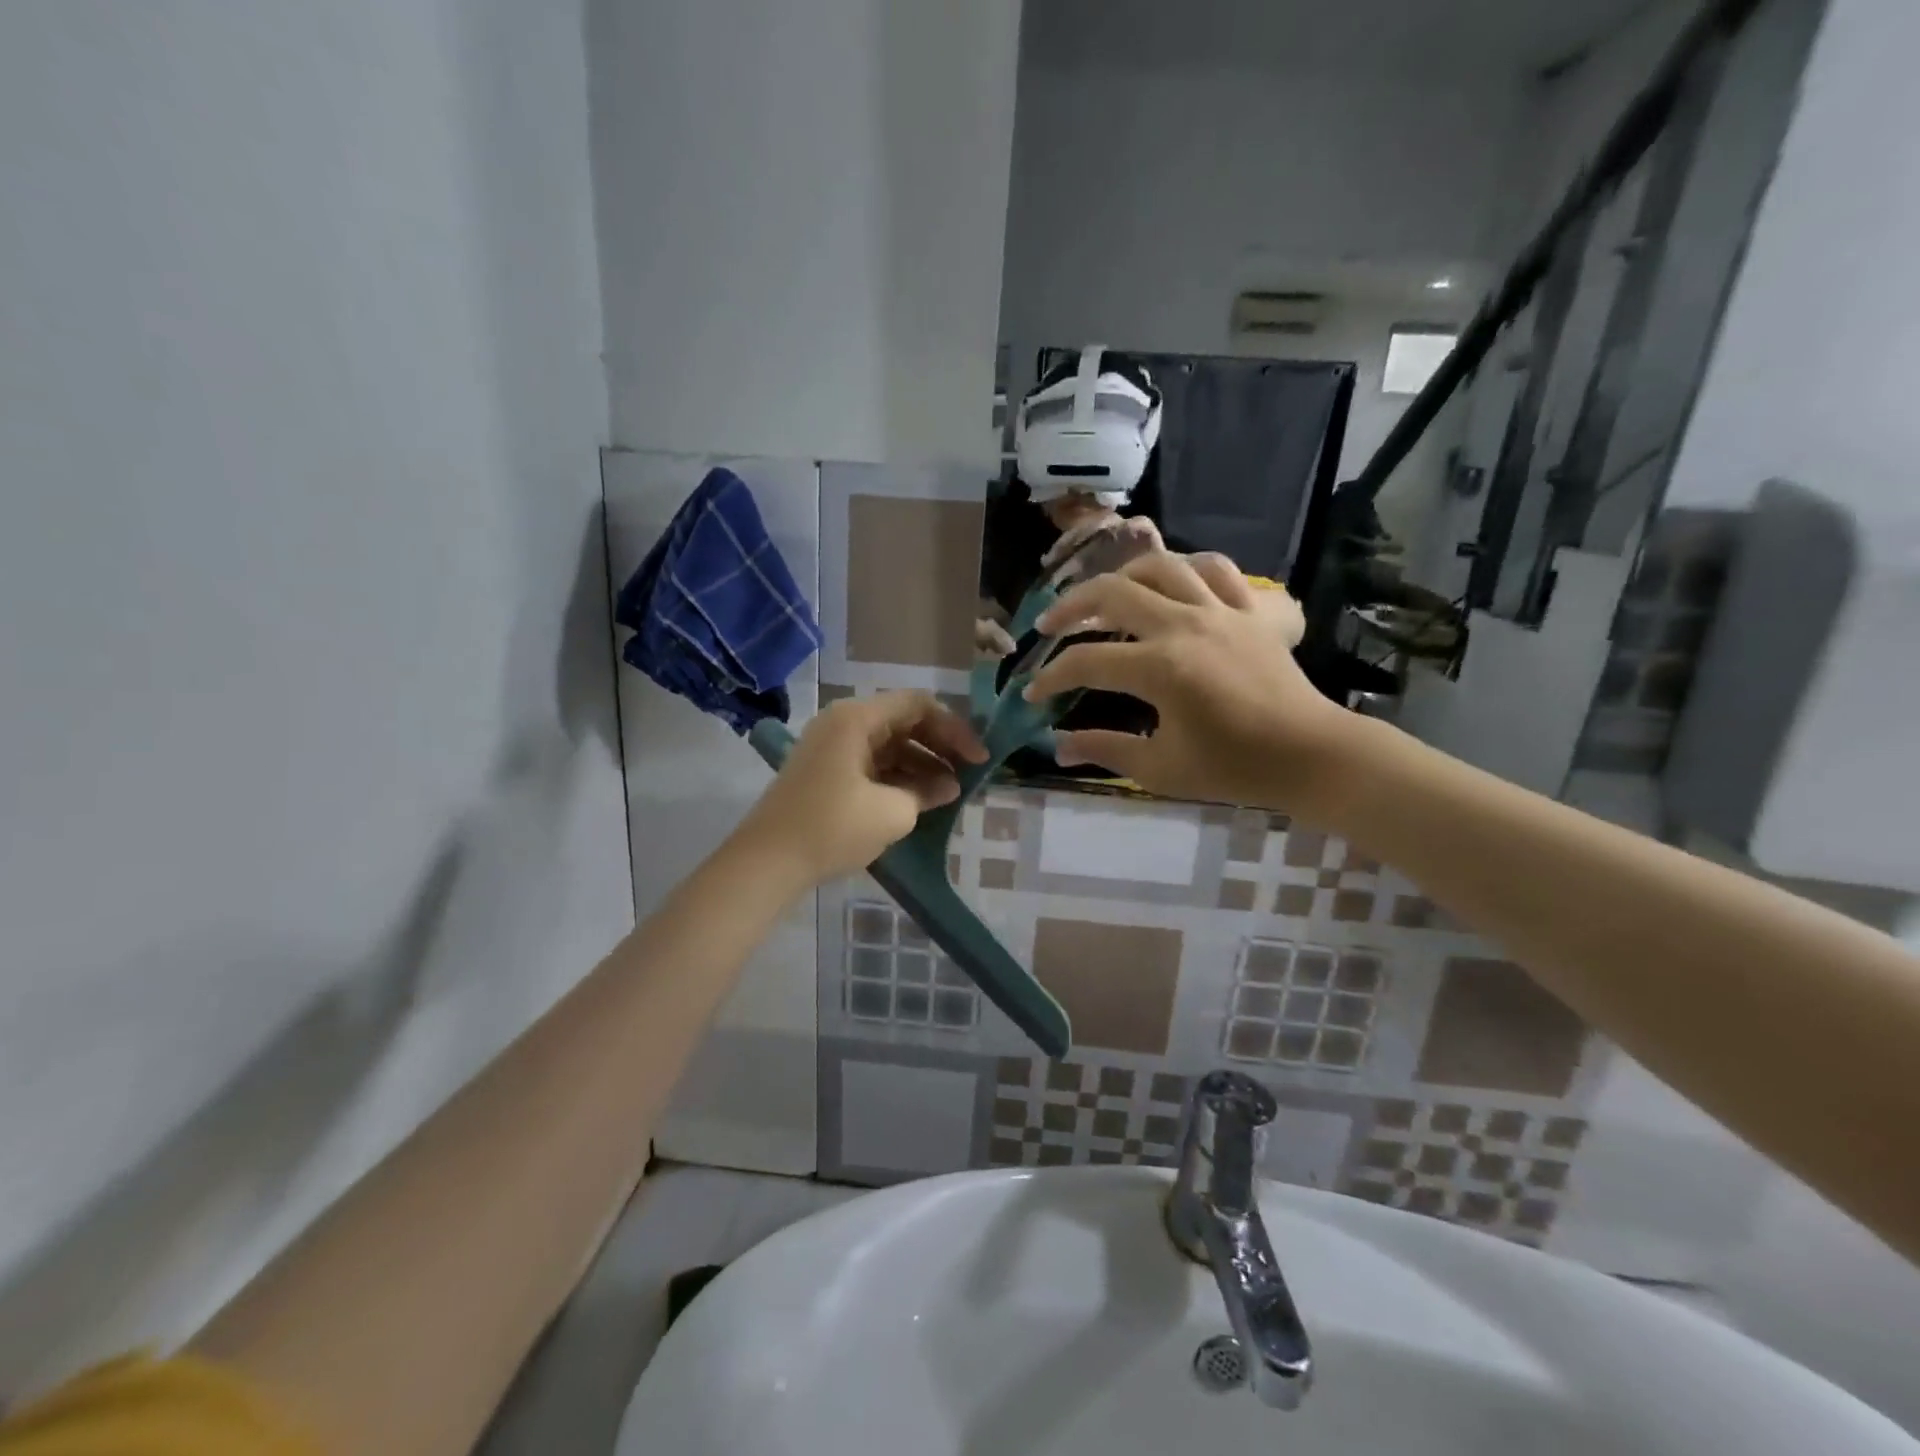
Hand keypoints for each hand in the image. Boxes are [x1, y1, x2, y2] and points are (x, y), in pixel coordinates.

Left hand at [738, 692, 986, 884]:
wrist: (767, 862)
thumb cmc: (833, 828)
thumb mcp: (892, 811)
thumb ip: (927, 791)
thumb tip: (949, 786)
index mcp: (857, 718)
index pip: (918, 704)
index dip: (954, 728)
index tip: (978, 758)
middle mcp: (843, 723)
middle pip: (904, 721)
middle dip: (940, 746)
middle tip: (969, 773)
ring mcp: (832, 747)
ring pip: (889, 744)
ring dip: (922, 764)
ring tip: (950, 793)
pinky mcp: (826, 772)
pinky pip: (872, 763)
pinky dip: (899, 776)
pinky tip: (921, 799)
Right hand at [1024, 551, 1352, 815]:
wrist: (1311, 755)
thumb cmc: (1234, 768)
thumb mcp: (1160, 768)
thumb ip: (1105, 750)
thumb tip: (1058, 747)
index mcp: (1160, 667)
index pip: (1086, 662)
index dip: (1051, 677)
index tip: (1032, 695)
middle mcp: (1184, 625)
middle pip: (1112, 594)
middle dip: (1070, 608)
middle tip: (1049, 627)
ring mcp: (1220, 610)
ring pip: (1161, 566)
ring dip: (1122, 577)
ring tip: (1105, 596)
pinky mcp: (1249, 610)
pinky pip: (1215, 569)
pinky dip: (1186, 568)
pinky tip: (1172, 583)